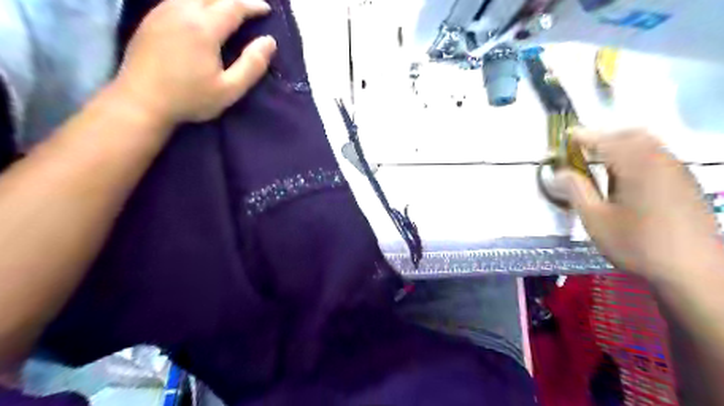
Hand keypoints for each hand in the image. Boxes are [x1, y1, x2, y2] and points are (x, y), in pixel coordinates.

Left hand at [115, 0, 277, 123]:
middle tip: (248, 7)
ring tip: (227, 7)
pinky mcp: (151, 18)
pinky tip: (200, 10)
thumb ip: (252, 65)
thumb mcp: (229, 89)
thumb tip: (269, 42)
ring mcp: (162, 11)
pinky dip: (195, 0)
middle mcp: (182, 10)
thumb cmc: (190, 98)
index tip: (266, 9)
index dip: (252, 5)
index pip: (233, 5)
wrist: (141, 101)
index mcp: (204, 28)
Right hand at [556, 128, 720, 281]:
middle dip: (606, 137)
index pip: (606, 142)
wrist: (692, 270)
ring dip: (623, 146)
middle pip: (632, 135)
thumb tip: (560, 172)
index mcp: (637, 167)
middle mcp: (662, 162)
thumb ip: (577, 190)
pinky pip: (659, 157)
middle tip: (584, 149)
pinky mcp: (687, 183)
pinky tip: (628, 177)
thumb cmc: (636, 244)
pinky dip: (638, 156)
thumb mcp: (595, 219)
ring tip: (602, 162)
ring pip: (649, 145)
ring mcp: (678, 171)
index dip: (584, 137)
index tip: (567, 135)